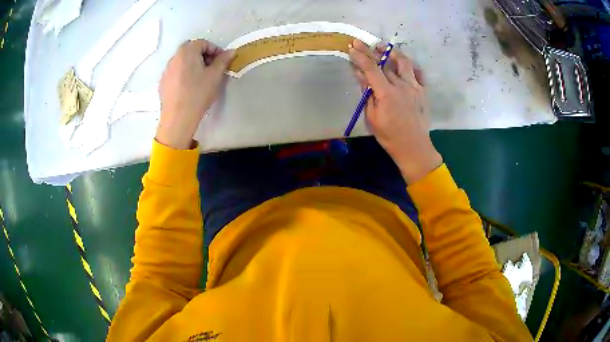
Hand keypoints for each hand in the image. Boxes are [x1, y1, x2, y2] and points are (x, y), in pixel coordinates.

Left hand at [156, 39, 234, 149]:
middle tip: (212, 68)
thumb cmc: (198, 94)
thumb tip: (230, 52)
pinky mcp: (163, 82)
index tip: (222, 61)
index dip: (215, 50)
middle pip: (191, 50)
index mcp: (187, 51)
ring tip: (201, 78)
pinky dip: (184, 73)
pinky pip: (176, 71)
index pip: (203, 43)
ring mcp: (167, 70)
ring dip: (193, 64)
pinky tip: (189, 87)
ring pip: (183, 61)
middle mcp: (175, 57)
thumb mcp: (215, 76)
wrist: (178, 118)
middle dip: (203, 55)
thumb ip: (223, 60)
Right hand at [348, 39, 442, 182]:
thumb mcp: (372, 117)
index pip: (371, 68)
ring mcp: (414, 87)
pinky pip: (419, 74)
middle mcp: (401, 85)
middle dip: (372, 51)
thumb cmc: (389, 136)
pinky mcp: (423, 92)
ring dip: (393, 53)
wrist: (414, 147)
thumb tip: (360, 75)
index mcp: (386, 93)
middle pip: (385, 63)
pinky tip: (406, 63)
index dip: (361, 56)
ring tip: (384, 47)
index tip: (352, 46)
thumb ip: (368, 94)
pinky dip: (411, 66)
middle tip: (362, 43)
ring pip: (404, 63)